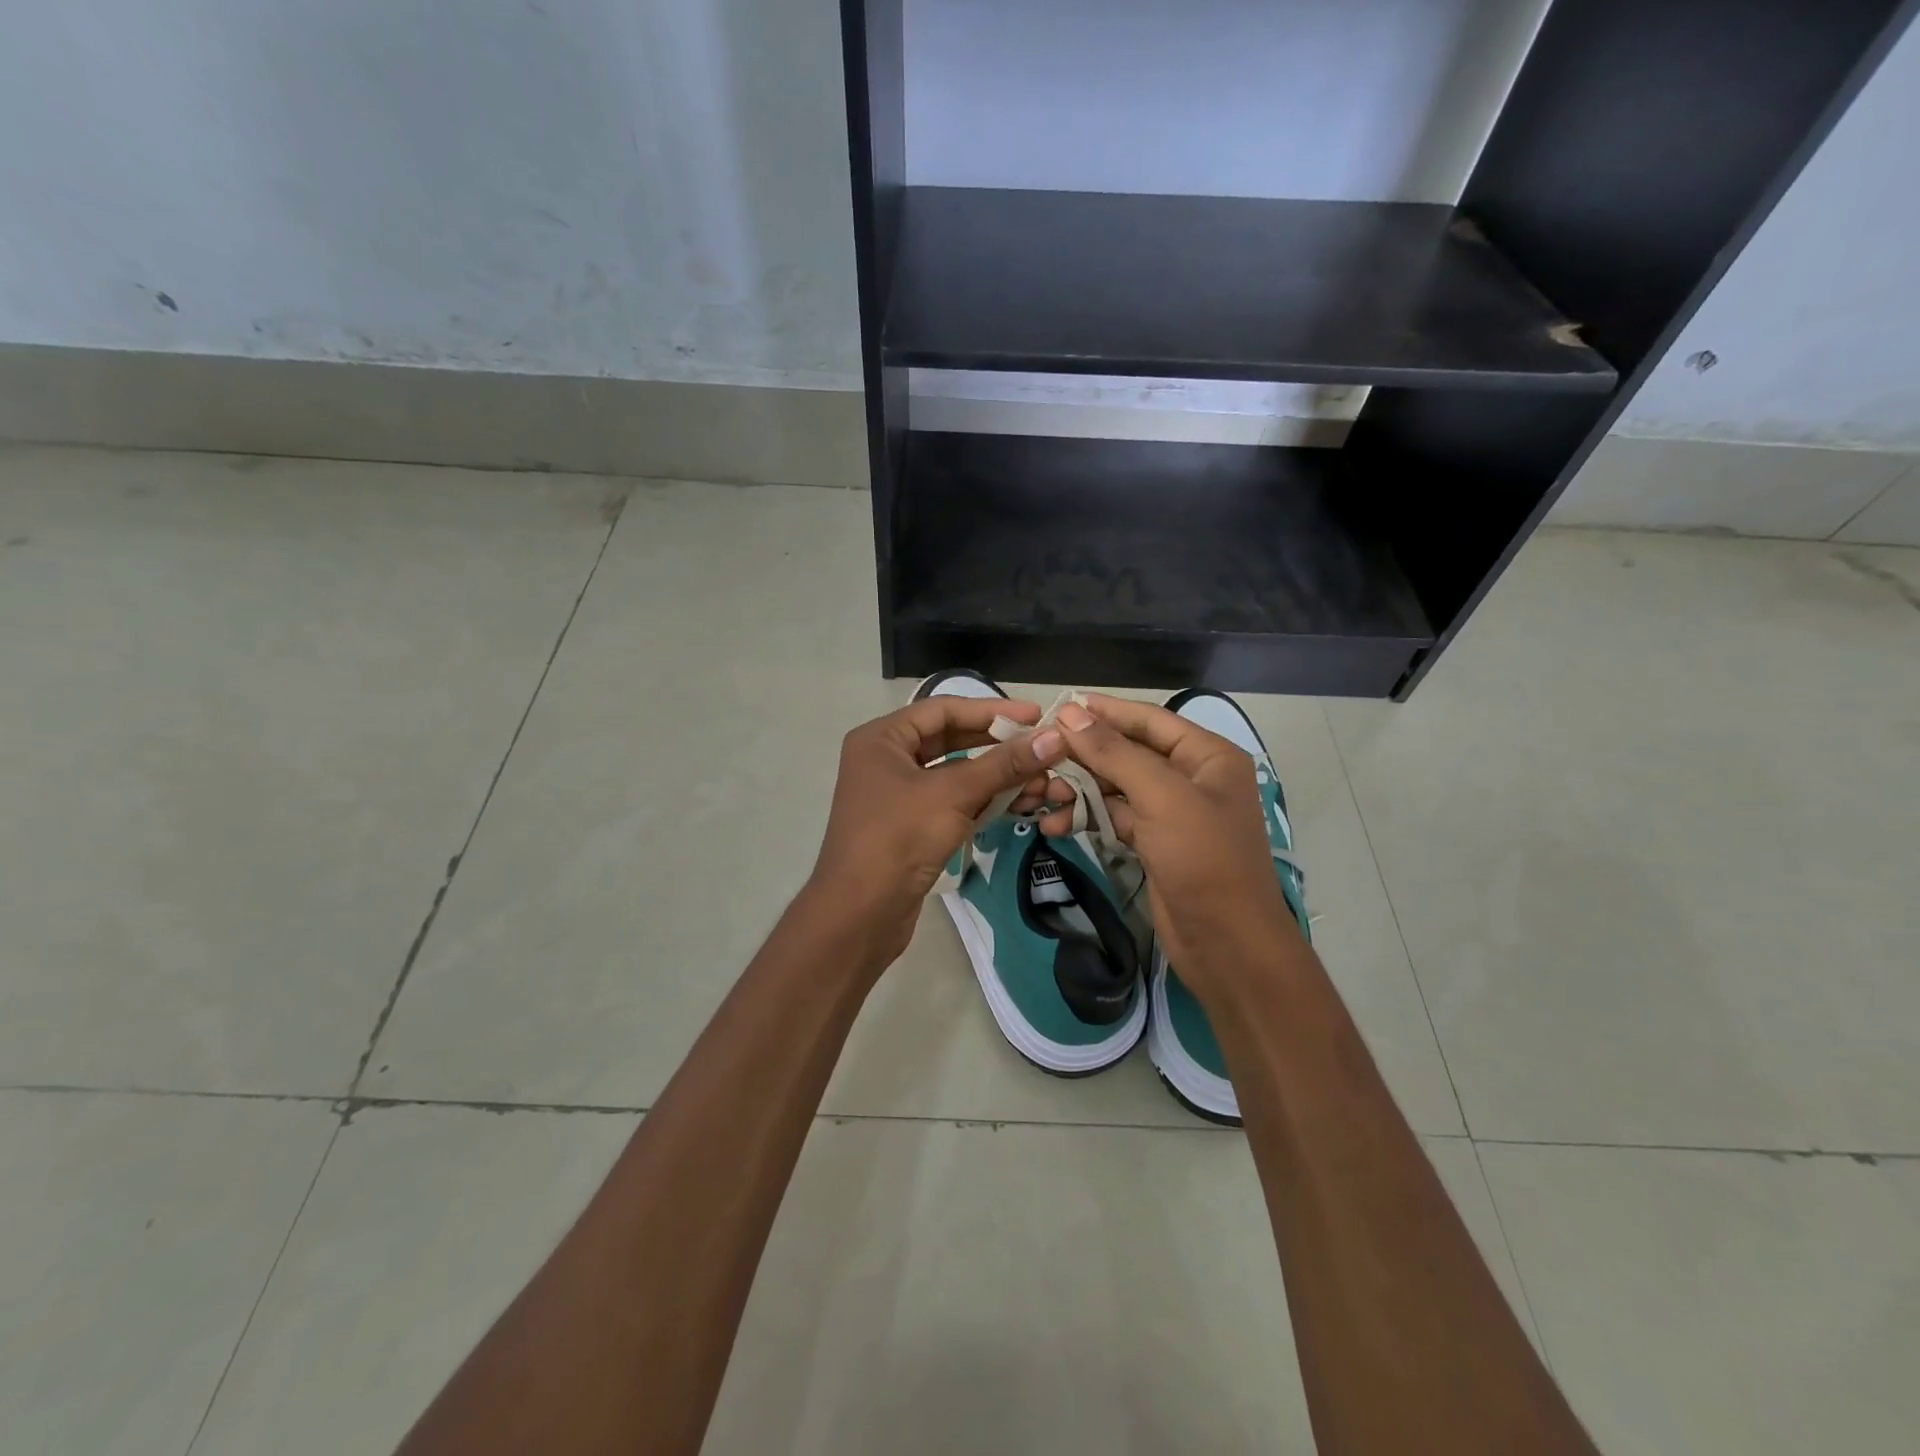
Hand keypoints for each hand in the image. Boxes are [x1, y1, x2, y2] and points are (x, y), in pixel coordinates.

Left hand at [807, 695, 1066, 965]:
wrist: (859, 914)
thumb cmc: (898, 838)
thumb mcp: (953, 794)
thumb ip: (1004, 764)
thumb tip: (1055, 737)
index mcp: (882, 738)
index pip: (943, 710)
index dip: (992, 710)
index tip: (1036, 715)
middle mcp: (885, 759)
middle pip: (950, 739)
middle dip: (997, 745)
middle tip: (1042, 746)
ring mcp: (896, 795)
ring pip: (954, 773)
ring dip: (995, 776)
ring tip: (1039, 779)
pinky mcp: (909, 826)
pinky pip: (951, 801)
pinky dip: (982, 800)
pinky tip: (1017, 803)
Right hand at [1037, 695, 1298, 1001]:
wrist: (1227, 944)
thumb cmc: (1203, 859)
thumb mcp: (1161, 797)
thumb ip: (1114, 753)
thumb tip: (1069, 714)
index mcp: (1207, 756)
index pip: (1149, 720)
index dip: (1104, 712)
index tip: (1059, 706)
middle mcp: (1191, 778)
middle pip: (1129, 752)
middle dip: (1085, 755)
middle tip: (1040, 755)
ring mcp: (1172, 813)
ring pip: (1116, 787)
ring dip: (1080, 790)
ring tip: (1043, 795)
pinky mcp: (1155, 843)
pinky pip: (1115, 818)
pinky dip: (1087, 818)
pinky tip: (1056, 825)